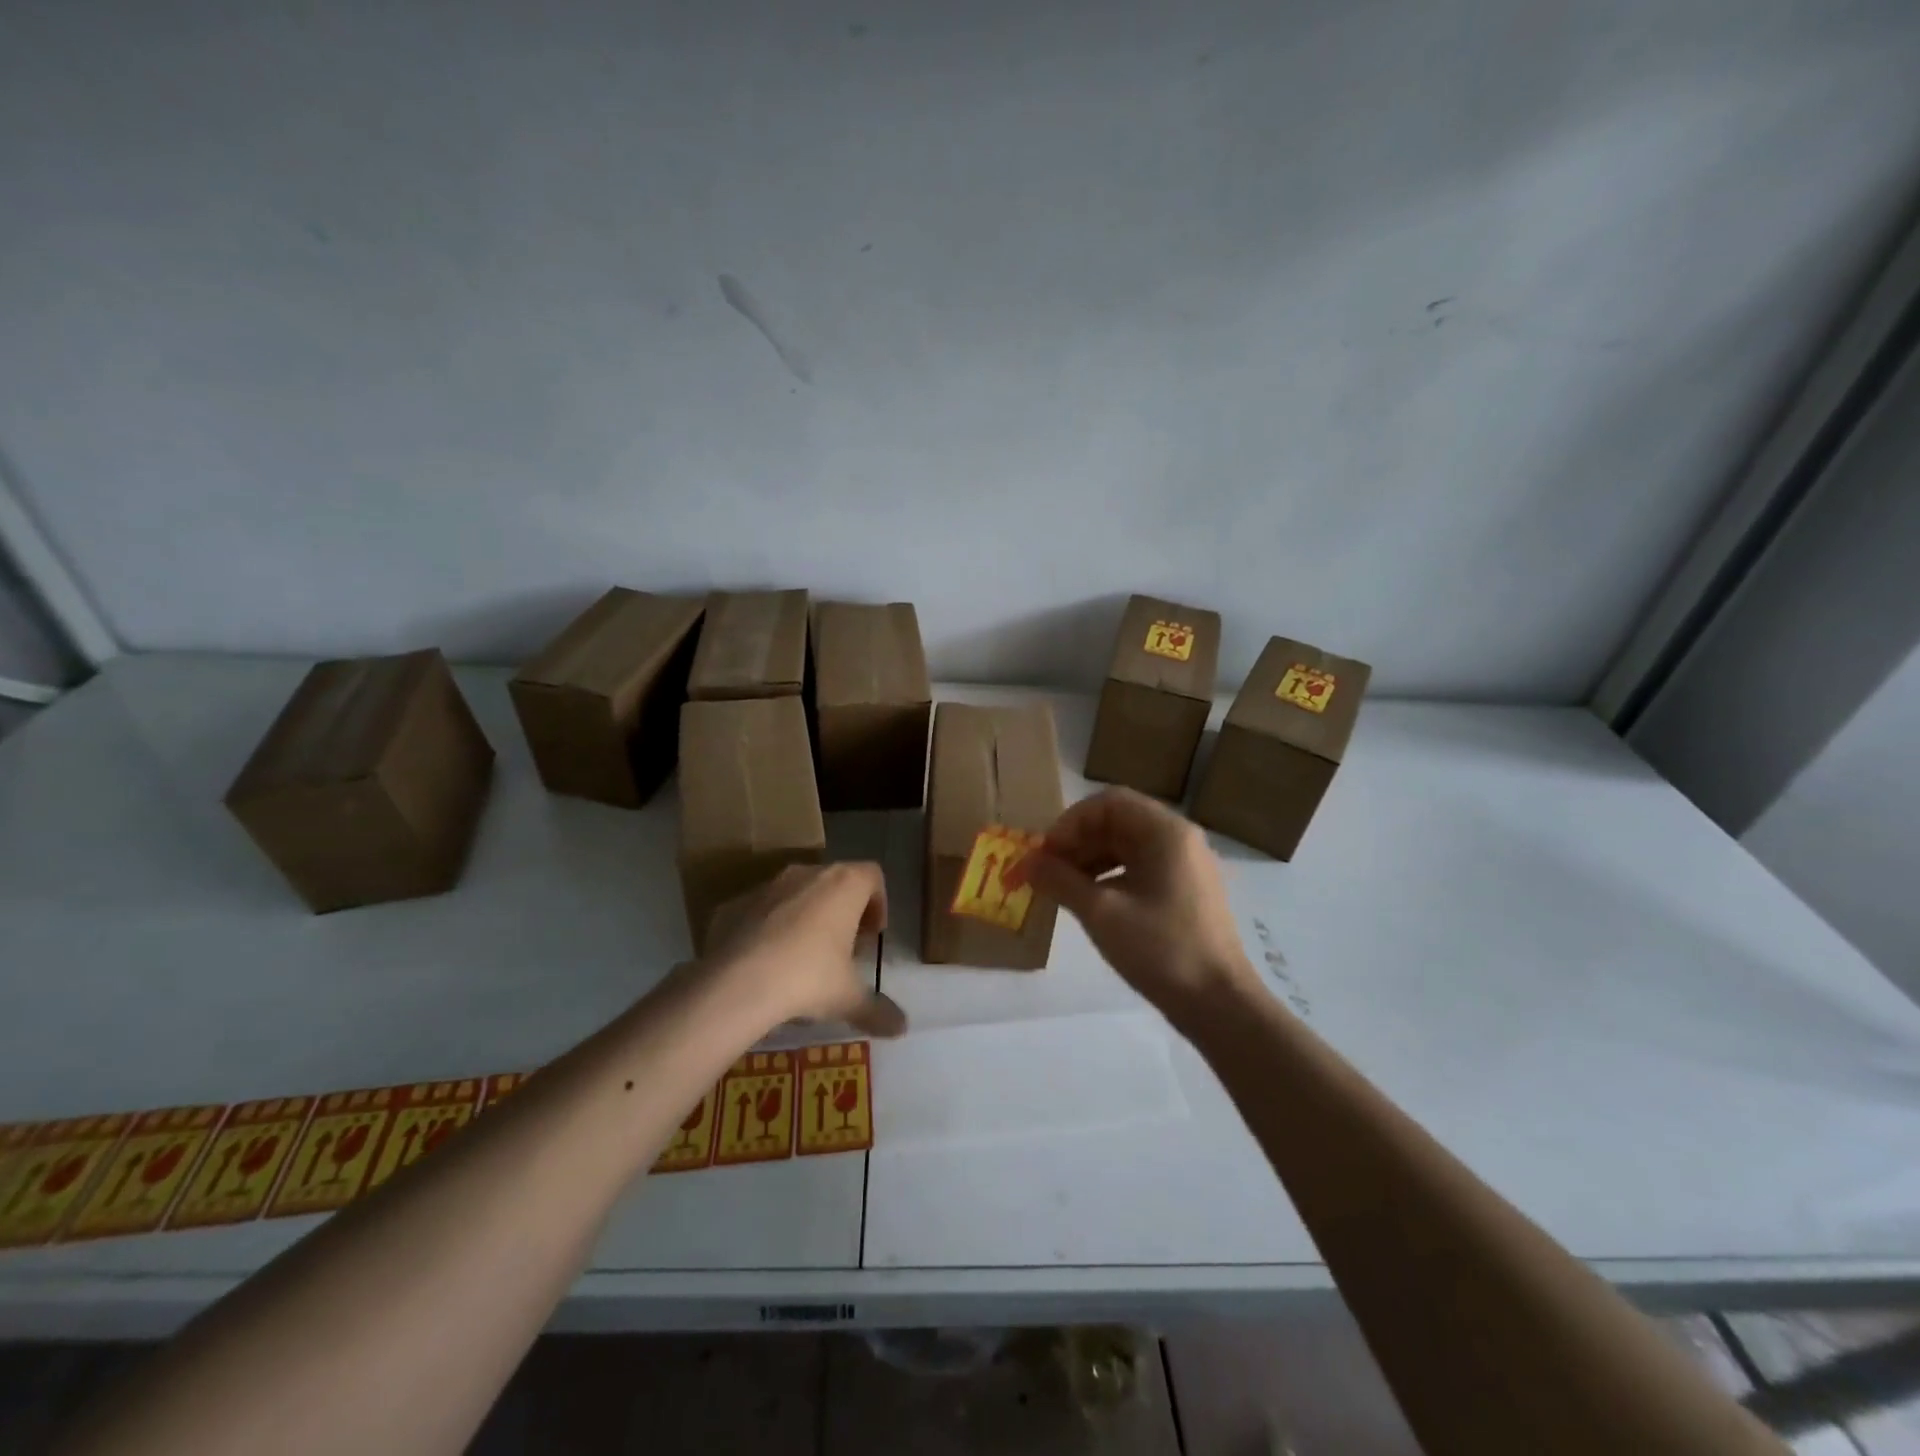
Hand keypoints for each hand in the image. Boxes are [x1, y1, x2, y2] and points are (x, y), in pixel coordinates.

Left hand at [705, 863, 906, 1037]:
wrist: (735, 983)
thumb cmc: (808, 977)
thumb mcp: (849, 998)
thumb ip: (878, 1010)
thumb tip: (902, 1028)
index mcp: (843, 885)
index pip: (872, 876)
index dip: (878, 902)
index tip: (873, 935)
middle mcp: (807, 874)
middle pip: (834, 881)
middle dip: (842, 910)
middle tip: (843, 947)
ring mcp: (767, 886)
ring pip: (796, 893)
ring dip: (805, 916)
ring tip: (803, 956)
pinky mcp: (733, 904)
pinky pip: (760, 911)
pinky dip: (768, 928)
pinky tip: (765, 962)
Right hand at [1020, 787, 1257, 1026]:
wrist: (1219, 1004)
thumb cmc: (1160, 949)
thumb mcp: (1101, 913)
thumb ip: (1060, 880)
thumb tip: (1026, 862)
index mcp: (1165, 831)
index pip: (1108, 803)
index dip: (1070, 823)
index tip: (1045, 854)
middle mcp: (1179, 838)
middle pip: (1118, 821)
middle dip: (1077, 842)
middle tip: (1047, 872)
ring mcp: (1186, 865)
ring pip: (1127, 846)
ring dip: (1090, 859)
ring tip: (1062, 888)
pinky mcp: (1186, 890)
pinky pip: (1140, 867)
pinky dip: (1110, 876)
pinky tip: (1090, 901)